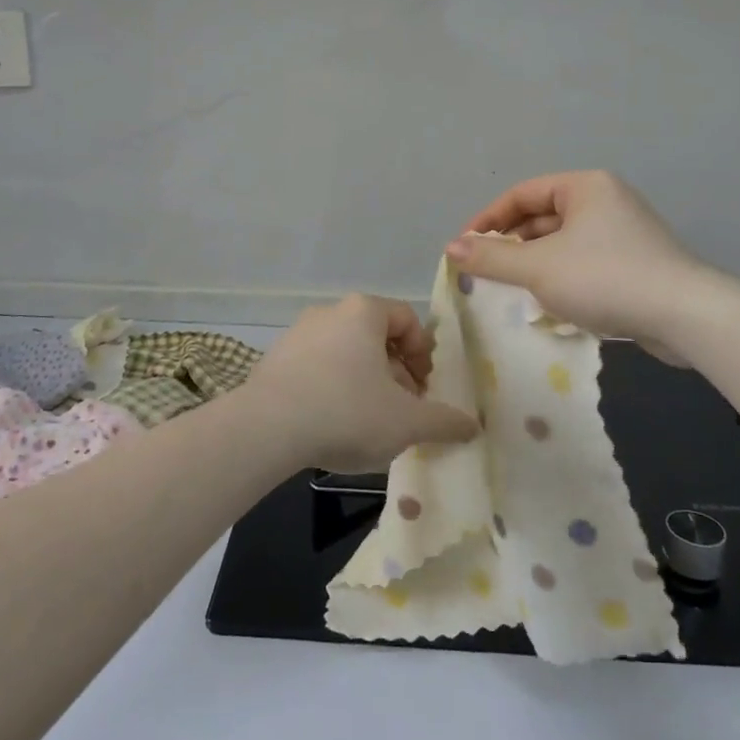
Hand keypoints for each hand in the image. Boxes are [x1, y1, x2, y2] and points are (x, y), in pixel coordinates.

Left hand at [239, 295, 478, 473]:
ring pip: (345, 351)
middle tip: (402, 408)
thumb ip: (444, 422)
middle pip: (375, 335)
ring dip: (365, 380)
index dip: (422, 352)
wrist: (266, 428)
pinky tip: (332, 423)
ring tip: (369, 420)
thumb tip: (473, 426)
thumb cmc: (347, 412)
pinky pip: (316, 366)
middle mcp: (330, 312)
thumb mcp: (407, 422)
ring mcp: (297, 333)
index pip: (406, 318)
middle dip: (395, 371)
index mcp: (364, 312)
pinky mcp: (274, 359)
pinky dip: (333, 387)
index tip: (424, 388)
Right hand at [447, 171, 710, 345]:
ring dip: (534, 263)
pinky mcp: (637, 262)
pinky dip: (561, 276)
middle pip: (542, 216)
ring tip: (512, 289)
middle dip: (511, 244)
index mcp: (584, 186)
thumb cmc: (604, 278)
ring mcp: (625, 232)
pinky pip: (585, 261)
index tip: (463, 247)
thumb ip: (492, 257)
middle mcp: (605, 200)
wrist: (686, 316)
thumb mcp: (538, 268)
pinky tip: (550, 303)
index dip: (488, 220)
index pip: (521, 194)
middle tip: (484, 272)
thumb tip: (451, 249)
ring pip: (563, 242)